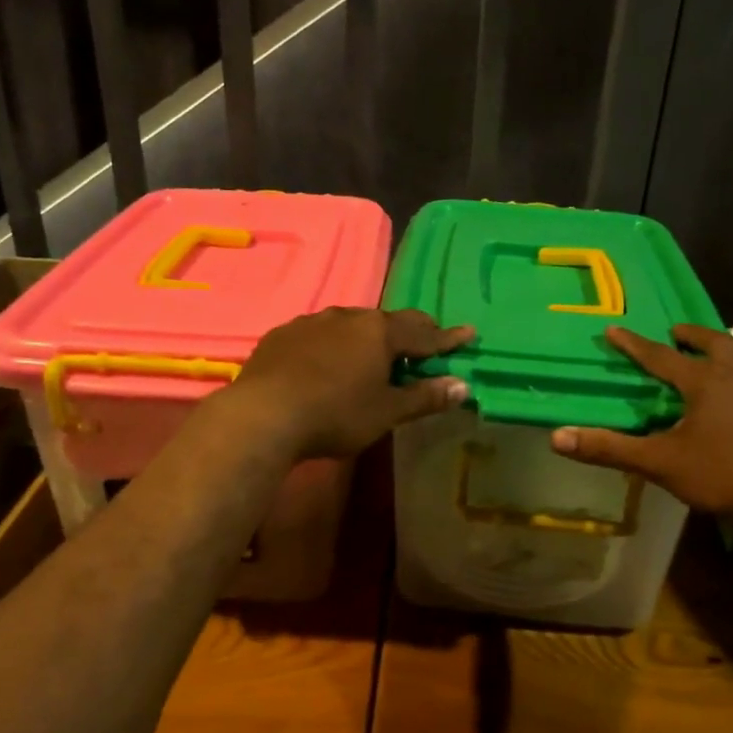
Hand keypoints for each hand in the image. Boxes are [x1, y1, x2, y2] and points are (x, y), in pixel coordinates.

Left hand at [225, 308, 473, 460]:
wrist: (263, 415)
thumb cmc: (336, 414)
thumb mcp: (386, 412)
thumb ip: (424, 397)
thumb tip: (463, 386)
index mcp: (379, 332)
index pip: (424, 333)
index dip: (448, 338)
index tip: (468, 334)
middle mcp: (347, 316)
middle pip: (387, 322)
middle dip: (408, 333)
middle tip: (423, 344)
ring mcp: (311, 322)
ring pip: (350, 325)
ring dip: (367, 338)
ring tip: (373, 355)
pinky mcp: (282, 335)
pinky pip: (318, 334)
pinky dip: (333, 345)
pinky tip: (326, 362)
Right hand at [550, 323, 732, 528]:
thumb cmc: (722, 474)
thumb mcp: (659, 462)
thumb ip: (609, 449)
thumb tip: (557, 438)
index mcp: (704, 382)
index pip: (660, 357)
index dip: (634, 345)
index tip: (614, 329)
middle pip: (715, 344)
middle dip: (692, 336)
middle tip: (677, 333)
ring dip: (724, 353)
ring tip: (715, 358)